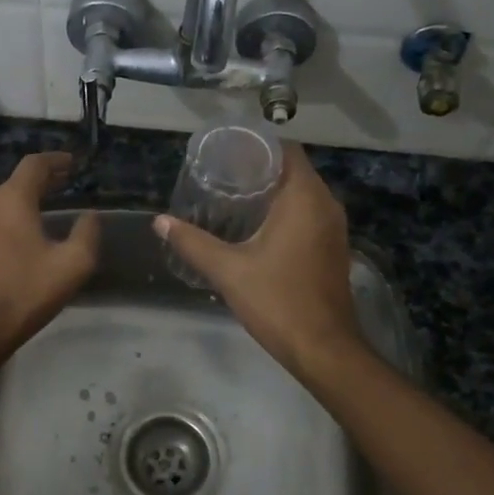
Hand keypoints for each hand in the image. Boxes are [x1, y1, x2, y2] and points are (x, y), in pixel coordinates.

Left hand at [0, 152, 99, 363]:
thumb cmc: (25, 293)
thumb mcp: (72, 265)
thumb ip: (87, 233)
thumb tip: (89, 215)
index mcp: (10, 199)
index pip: (34, 165)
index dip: (56, 161)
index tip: (73, 163)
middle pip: (16, 182)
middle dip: (43, 182)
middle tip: (65, 185)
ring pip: (1, 202)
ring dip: (24, 202)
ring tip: (46, 210)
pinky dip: (9, 220)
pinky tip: (21, 236)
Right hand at [154, 143, 366, 378]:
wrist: (323, 348)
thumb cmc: (277, 301)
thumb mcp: (228, 270)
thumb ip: (192, 243)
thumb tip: (160, 222)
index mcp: (305, 198)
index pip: (286, 150)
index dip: (256, 146)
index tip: (225, 151)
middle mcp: (326, 204)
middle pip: (292, 169)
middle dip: (258, 167)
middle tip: (220, 173)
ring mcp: (333, 227)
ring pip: (302, 193)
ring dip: (272, 190)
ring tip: (232, 196)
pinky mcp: (332, 247)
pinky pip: (308, 213)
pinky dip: (285, 211)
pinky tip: (255, 226)